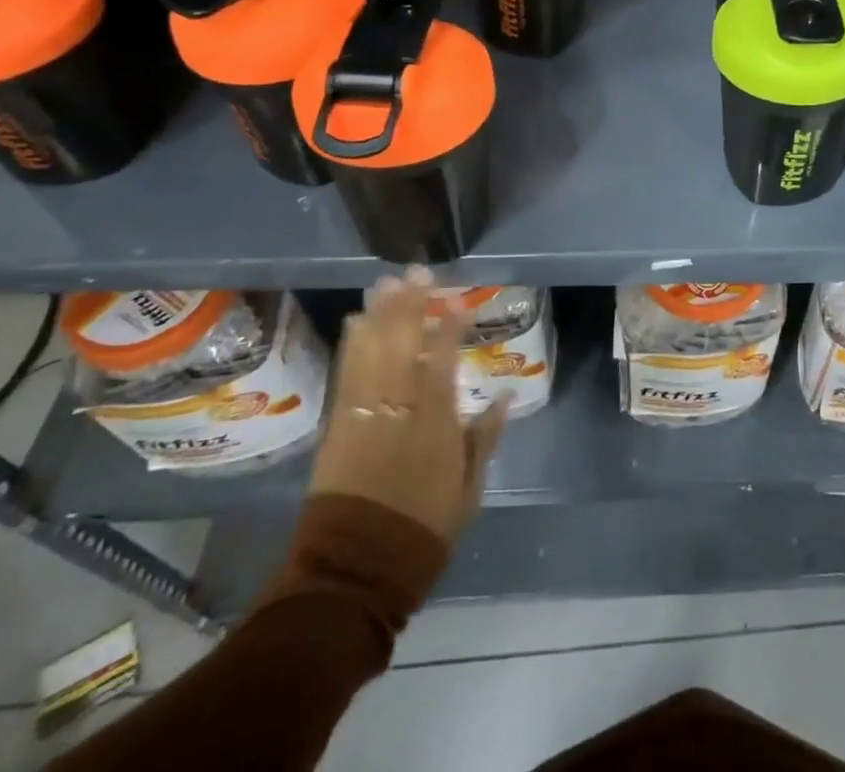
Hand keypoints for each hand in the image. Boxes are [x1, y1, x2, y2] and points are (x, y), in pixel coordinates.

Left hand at [307, 269, 506, 542]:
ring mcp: (364, 417)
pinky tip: (357, 322)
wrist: (355, 571)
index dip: (449, 328)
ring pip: (373, 355)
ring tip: (387, 284)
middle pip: (404, 348)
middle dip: (411, 307)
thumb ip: (485, 437)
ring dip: (381, 316)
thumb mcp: (468, 489)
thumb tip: (506, 395)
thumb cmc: (422, 530)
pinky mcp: (337, 428)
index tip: (457, 301)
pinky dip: (352, 347)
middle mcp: (399, 411)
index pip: (442, 362)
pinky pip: (347, 377)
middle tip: (416, 273)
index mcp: (435, 424)